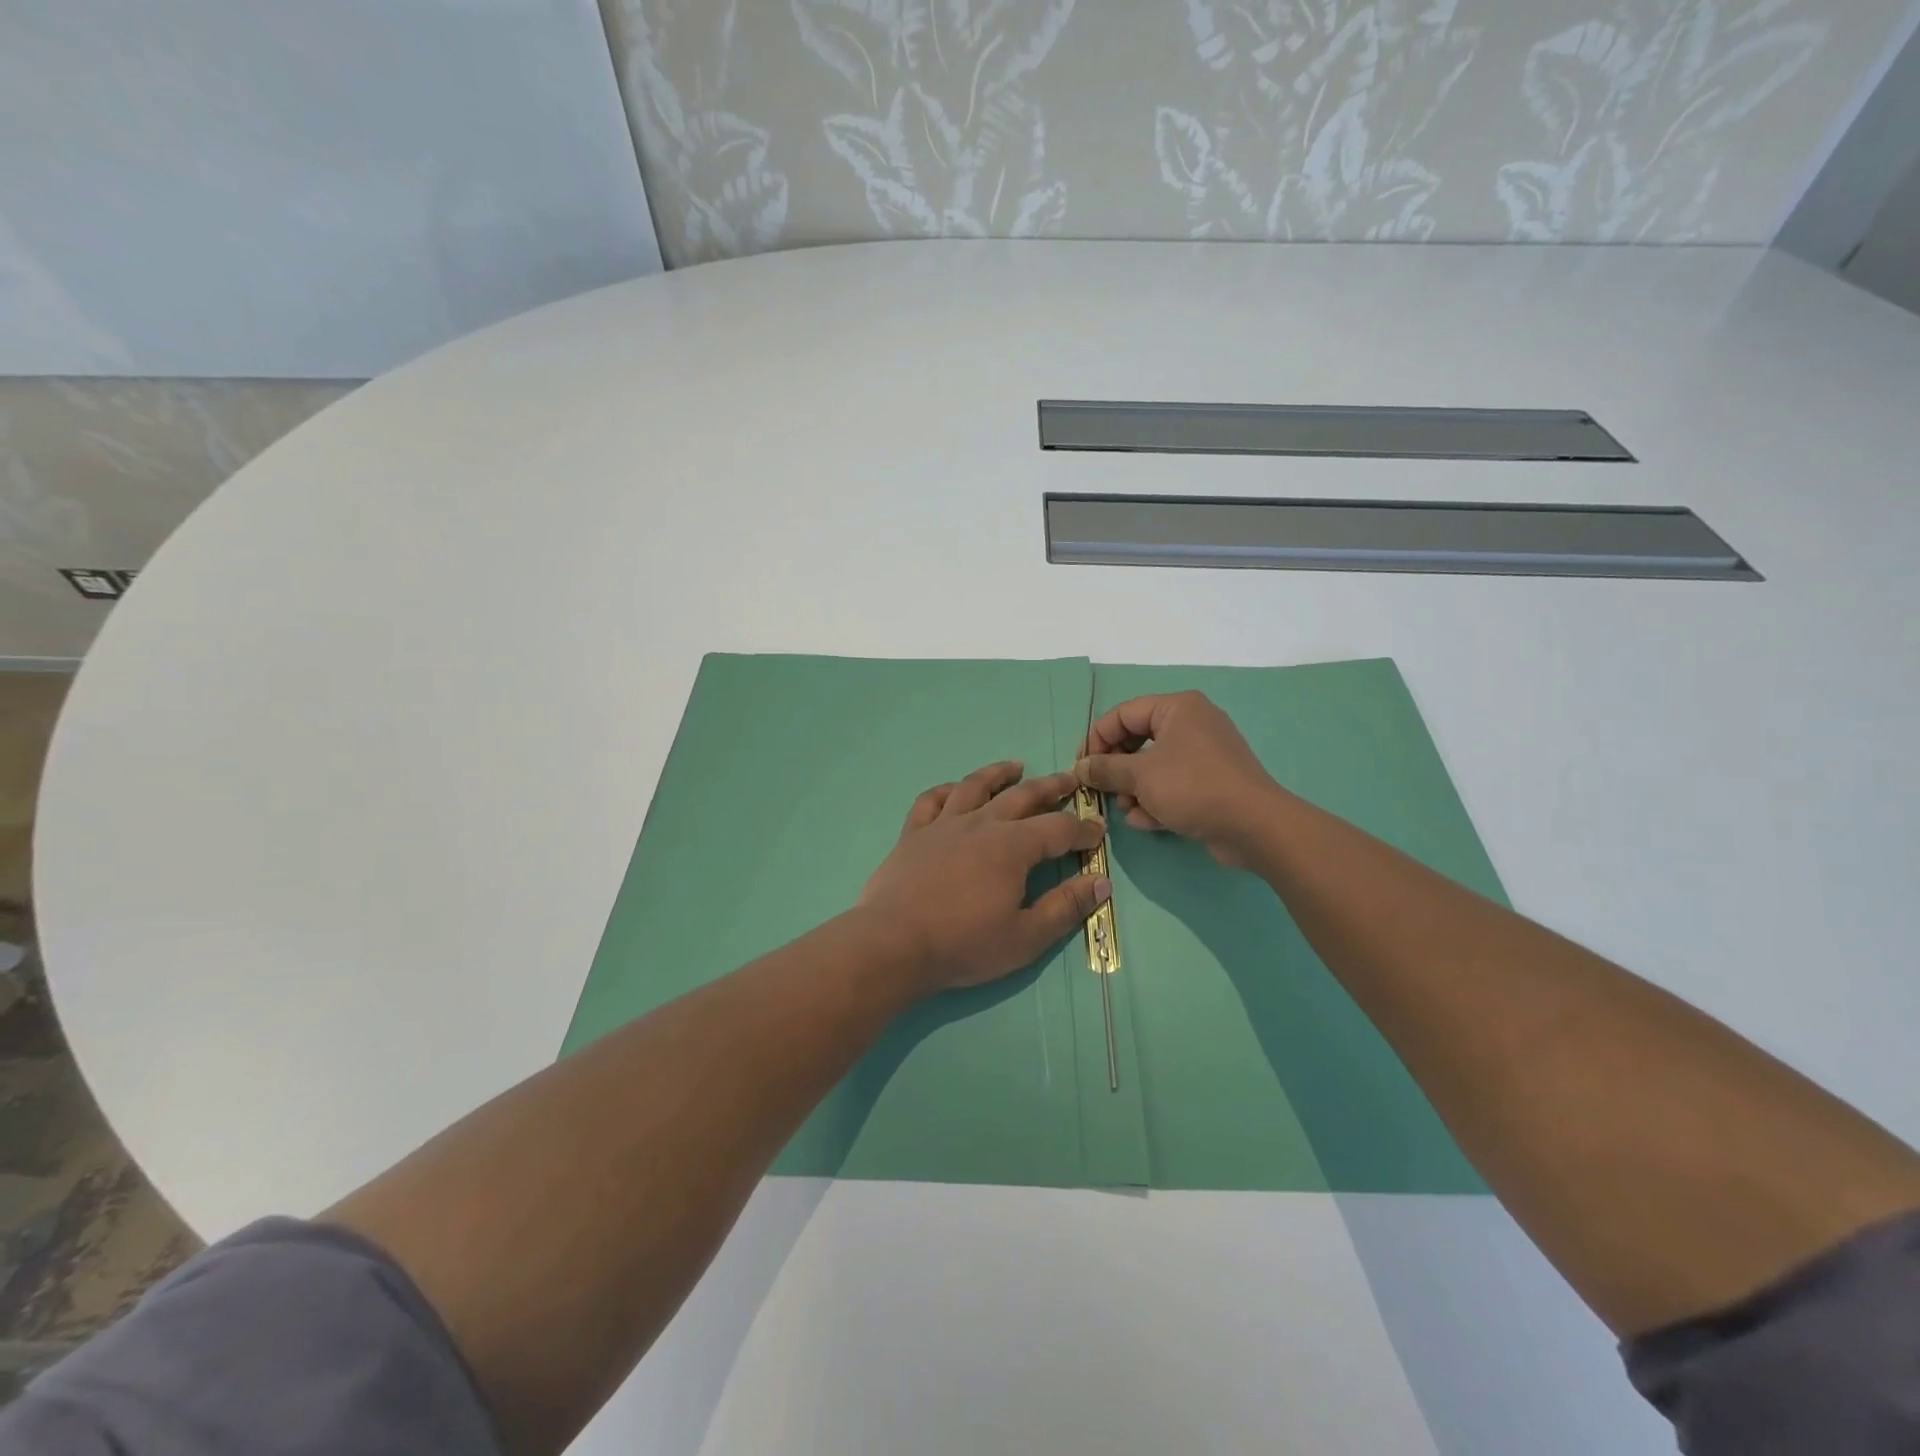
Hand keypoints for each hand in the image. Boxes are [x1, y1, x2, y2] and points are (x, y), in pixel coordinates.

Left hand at [858, 761, 1110, 992]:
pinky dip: (947, 790)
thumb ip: (1065, 907)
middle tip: (1070, 780)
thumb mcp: (1026, 937)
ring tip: (1015, 767)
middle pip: (1022, 796)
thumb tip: (1100, 882)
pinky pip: (931, 800)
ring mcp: (943, 824)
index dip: (1083, 830)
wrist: (893, 943)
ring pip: (975, 786)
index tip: (1098, 833)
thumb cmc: (964, 944)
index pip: (1059, 828)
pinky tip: (955, 790)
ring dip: (999, 774)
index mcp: (1012, 846)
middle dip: (1051, 787)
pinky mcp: (913, 833)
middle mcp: (980, 824)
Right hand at [1076, 692, 1280, 867]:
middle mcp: (1191, 724)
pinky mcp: (1211, 782)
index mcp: (1177, 708)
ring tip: (1129, 811)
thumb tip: (1080, 768)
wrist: (1255, 826)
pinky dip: (1157, 801)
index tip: (1081, 768)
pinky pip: (1173, 785)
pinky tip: (1148, 822)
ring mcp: (1204, 754)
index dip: (1096, 739)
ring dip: (1134, 790)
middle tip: (1102, 790)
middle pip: (1137, 740)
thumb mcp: (1140, 776)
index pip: (1122, 714)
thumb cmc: (1192, 788)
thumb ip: (1105, 769)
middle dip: (1117, 770)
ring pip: (1153, 766)